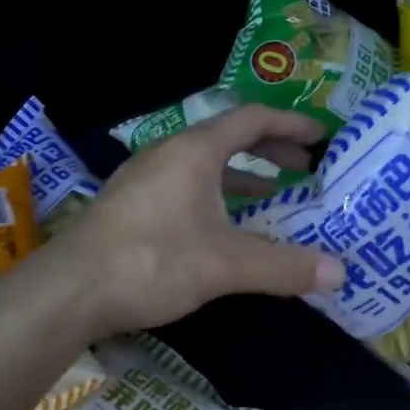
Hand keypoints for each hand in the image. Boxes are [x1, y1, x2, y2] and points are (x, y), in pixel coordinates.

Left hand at [58, 104, 346, 335]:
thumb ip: (283, 266)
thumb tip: (340, 273)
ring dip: (242, 174)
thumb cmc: (152, 261)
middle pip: (229, 137)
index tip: (320, 135)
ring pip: (205, 163)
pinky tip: (223, 224)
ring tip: (274, 193)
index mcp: (194, 150)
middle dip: (270, 148)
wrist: (68, 290)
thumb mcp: (225, 264)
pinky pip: (185, 184)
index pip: (252, 119)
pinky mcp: (131, 203)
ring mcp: (145, 177)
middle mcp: (169, 153)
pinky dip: (215, 193)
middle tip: (305, 166)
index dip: (290, 123)